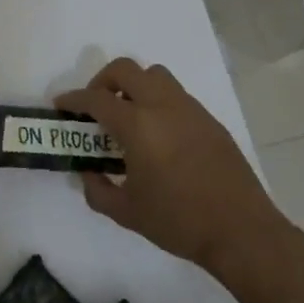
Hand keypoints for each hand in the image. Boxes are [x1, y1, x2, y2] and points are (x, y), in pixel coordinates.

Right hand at [56, 58, 303, 302]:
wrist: (242, 232)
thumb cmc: (179, 221)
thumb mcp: (126, 212)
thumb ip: (97, 190)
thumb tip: (88, 173)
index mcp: (138, 125)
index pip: (96, 98)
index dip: (73, 99)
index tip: (61, 106)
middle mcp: (163, 106)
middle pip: (126, 70)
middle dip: (103, 81)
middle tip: (96, 107)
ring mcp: (191, 110)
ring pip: (156, 76)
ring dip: (134, 86)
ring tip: (128, 117)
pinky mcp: (210, 121)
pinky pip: (177, 96)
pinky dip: (158, 102)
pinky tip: (158, 136)